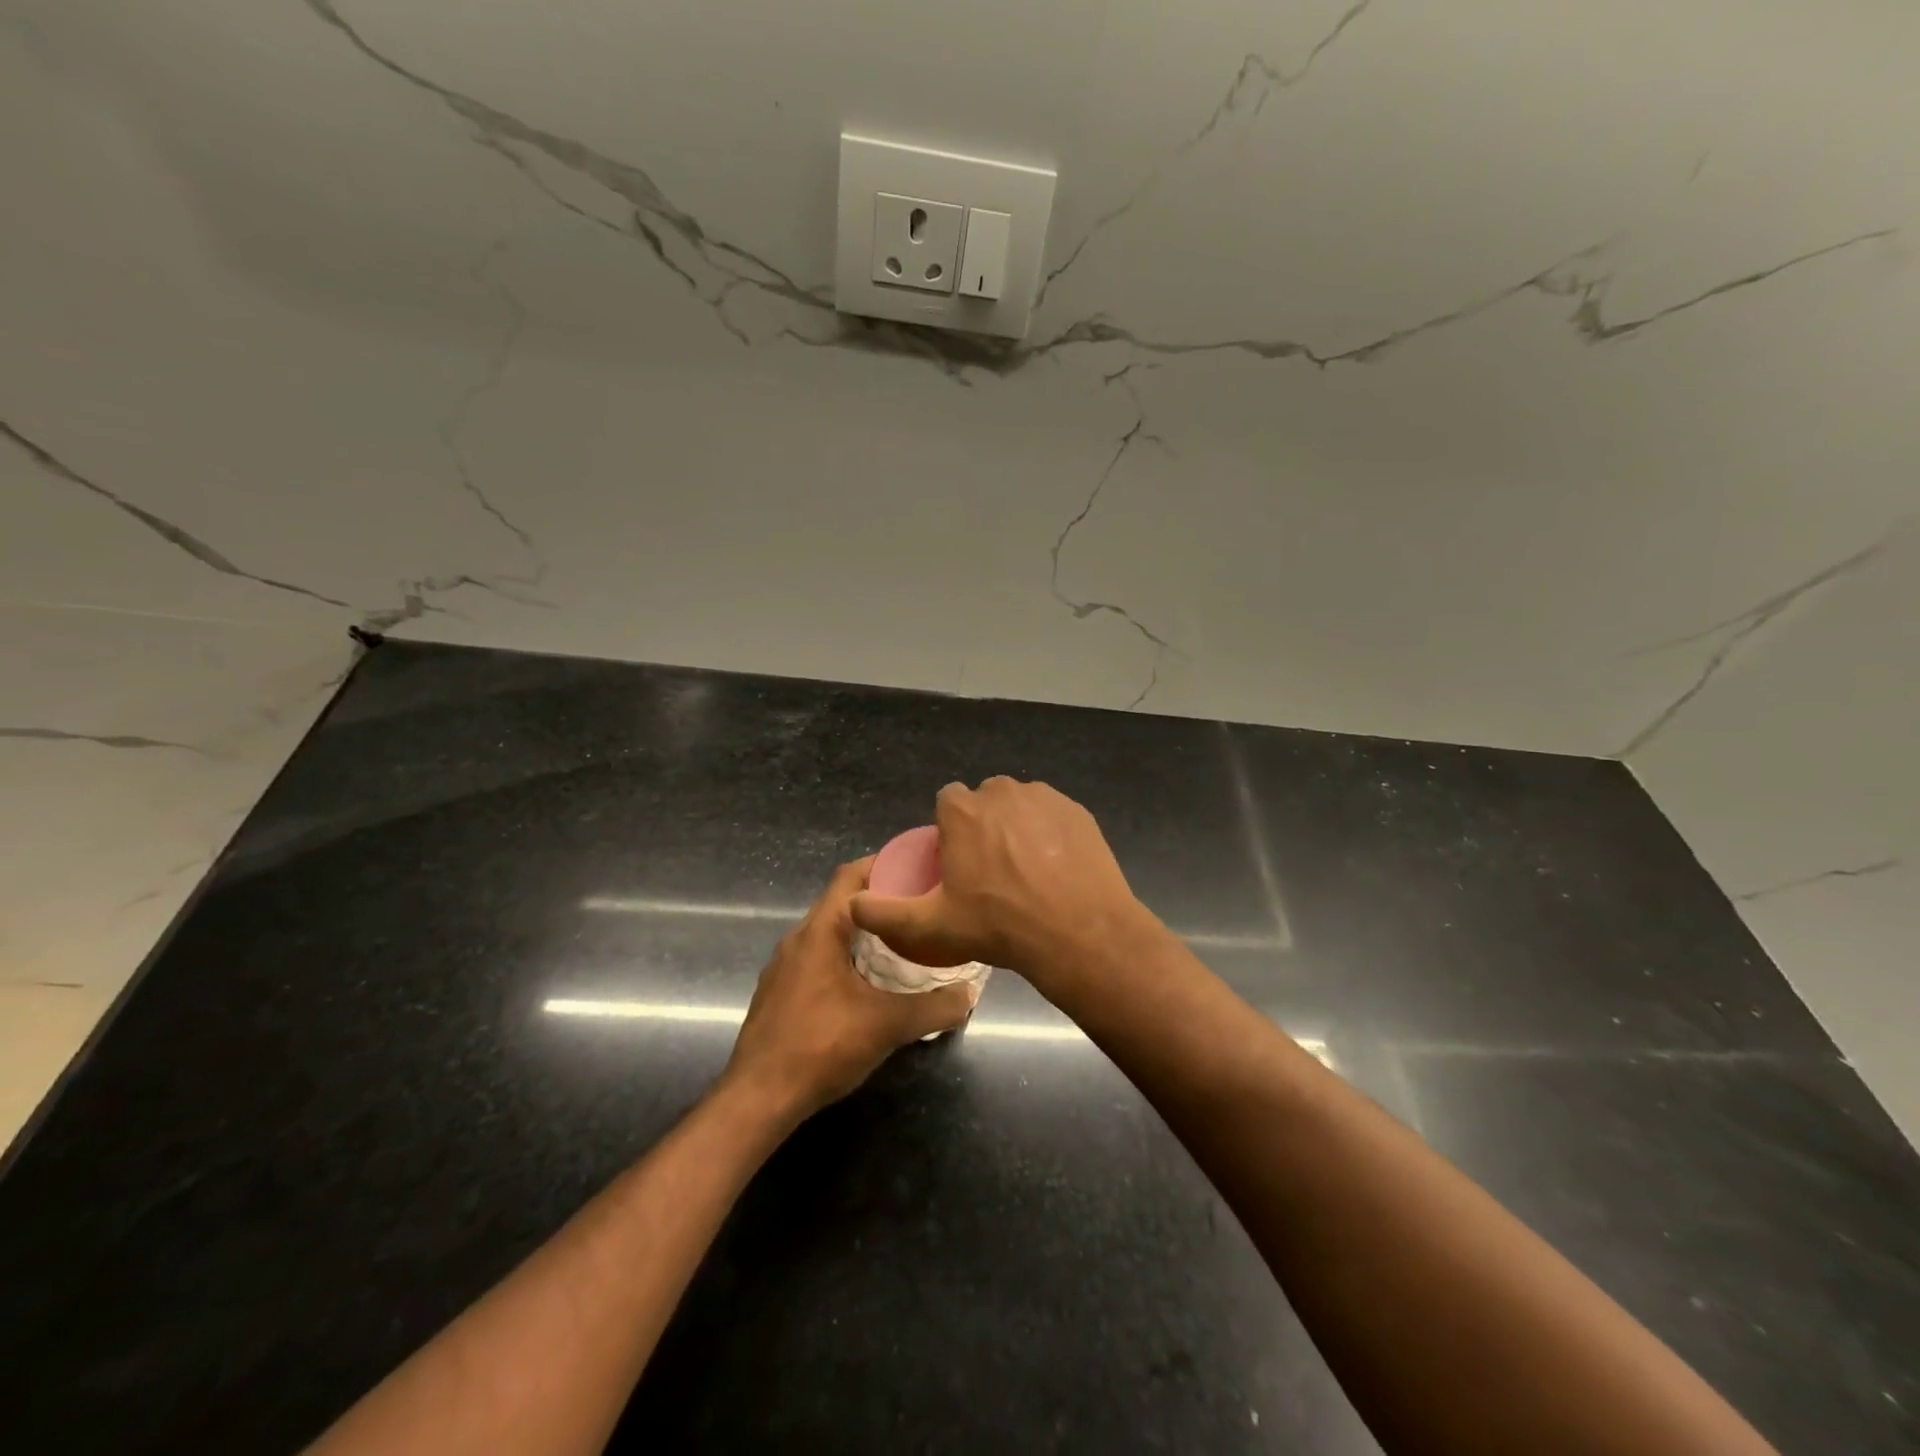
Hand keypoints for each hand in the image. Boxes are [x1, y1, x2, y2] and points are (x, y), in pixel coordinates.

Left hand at [723, 858, 974, 1119]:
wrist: (758, 1099)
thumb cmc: (821, 1046)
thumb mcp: (888, 1025)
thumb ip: (934, 1007)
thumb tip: (970, 994)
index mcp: (819, 932)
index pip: (850, 876)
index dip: (883, 864)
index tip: (918, 867)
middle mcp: (797, 939)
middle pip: (841, 903)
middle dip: (880, 901)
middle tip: (919, 907)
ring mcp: (784, 967)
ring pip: (829, 933)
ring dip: (862, 932)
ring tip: (902, 941)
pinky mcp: (780, 992)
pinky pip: (817, 958)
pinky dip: (845, 956)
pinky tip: (868, 982)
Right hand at [848, 777, 1146, 988]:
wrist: (1079, 932)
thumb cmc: (999, 926)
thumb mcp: (932, 927)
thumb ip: (885, 913)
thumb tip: (851, 904)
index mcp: (963, 810)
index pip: (947, 802)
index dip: (951, 830)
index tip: (959, 862)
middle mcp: (1001, 791)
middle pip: (984, 801)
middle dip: (983, 825)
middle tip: (992, 870)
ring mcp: (1044, 797)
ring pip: (1020, 805)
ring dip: (1017, 826)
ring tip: (1026, 870)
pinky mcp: (1077, 810)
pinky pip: (1052, 814)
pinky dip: (1050, 832)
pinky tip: (1055, 867)